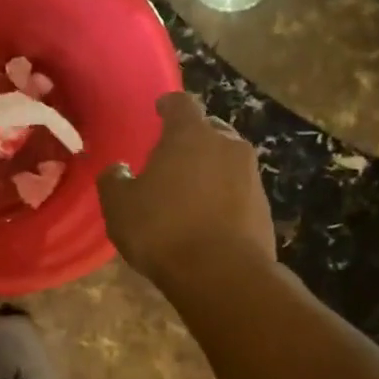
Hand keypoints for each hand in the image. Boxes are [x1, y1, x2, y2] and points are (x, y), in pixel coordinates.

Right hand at [98, 92, 275, 288]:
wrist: (222, 274)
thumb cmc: (163, 229)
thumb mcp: (119, 206)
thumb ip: (114, 180)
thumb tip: (117, 169)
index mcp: (190, 135)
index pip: (181, 103)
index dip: (169, 105)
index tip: (160, 110)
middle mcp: (227, 145)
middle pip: (210, 130)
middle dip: (193, 139)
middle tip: (172, 157)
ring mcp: (251, 176)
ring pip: (227, 161)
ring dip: (210, 170)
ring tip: (190, 191)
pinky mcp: (264, 208)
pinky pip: (239, 191)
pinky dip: (224, 197)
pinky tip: (208, 218)